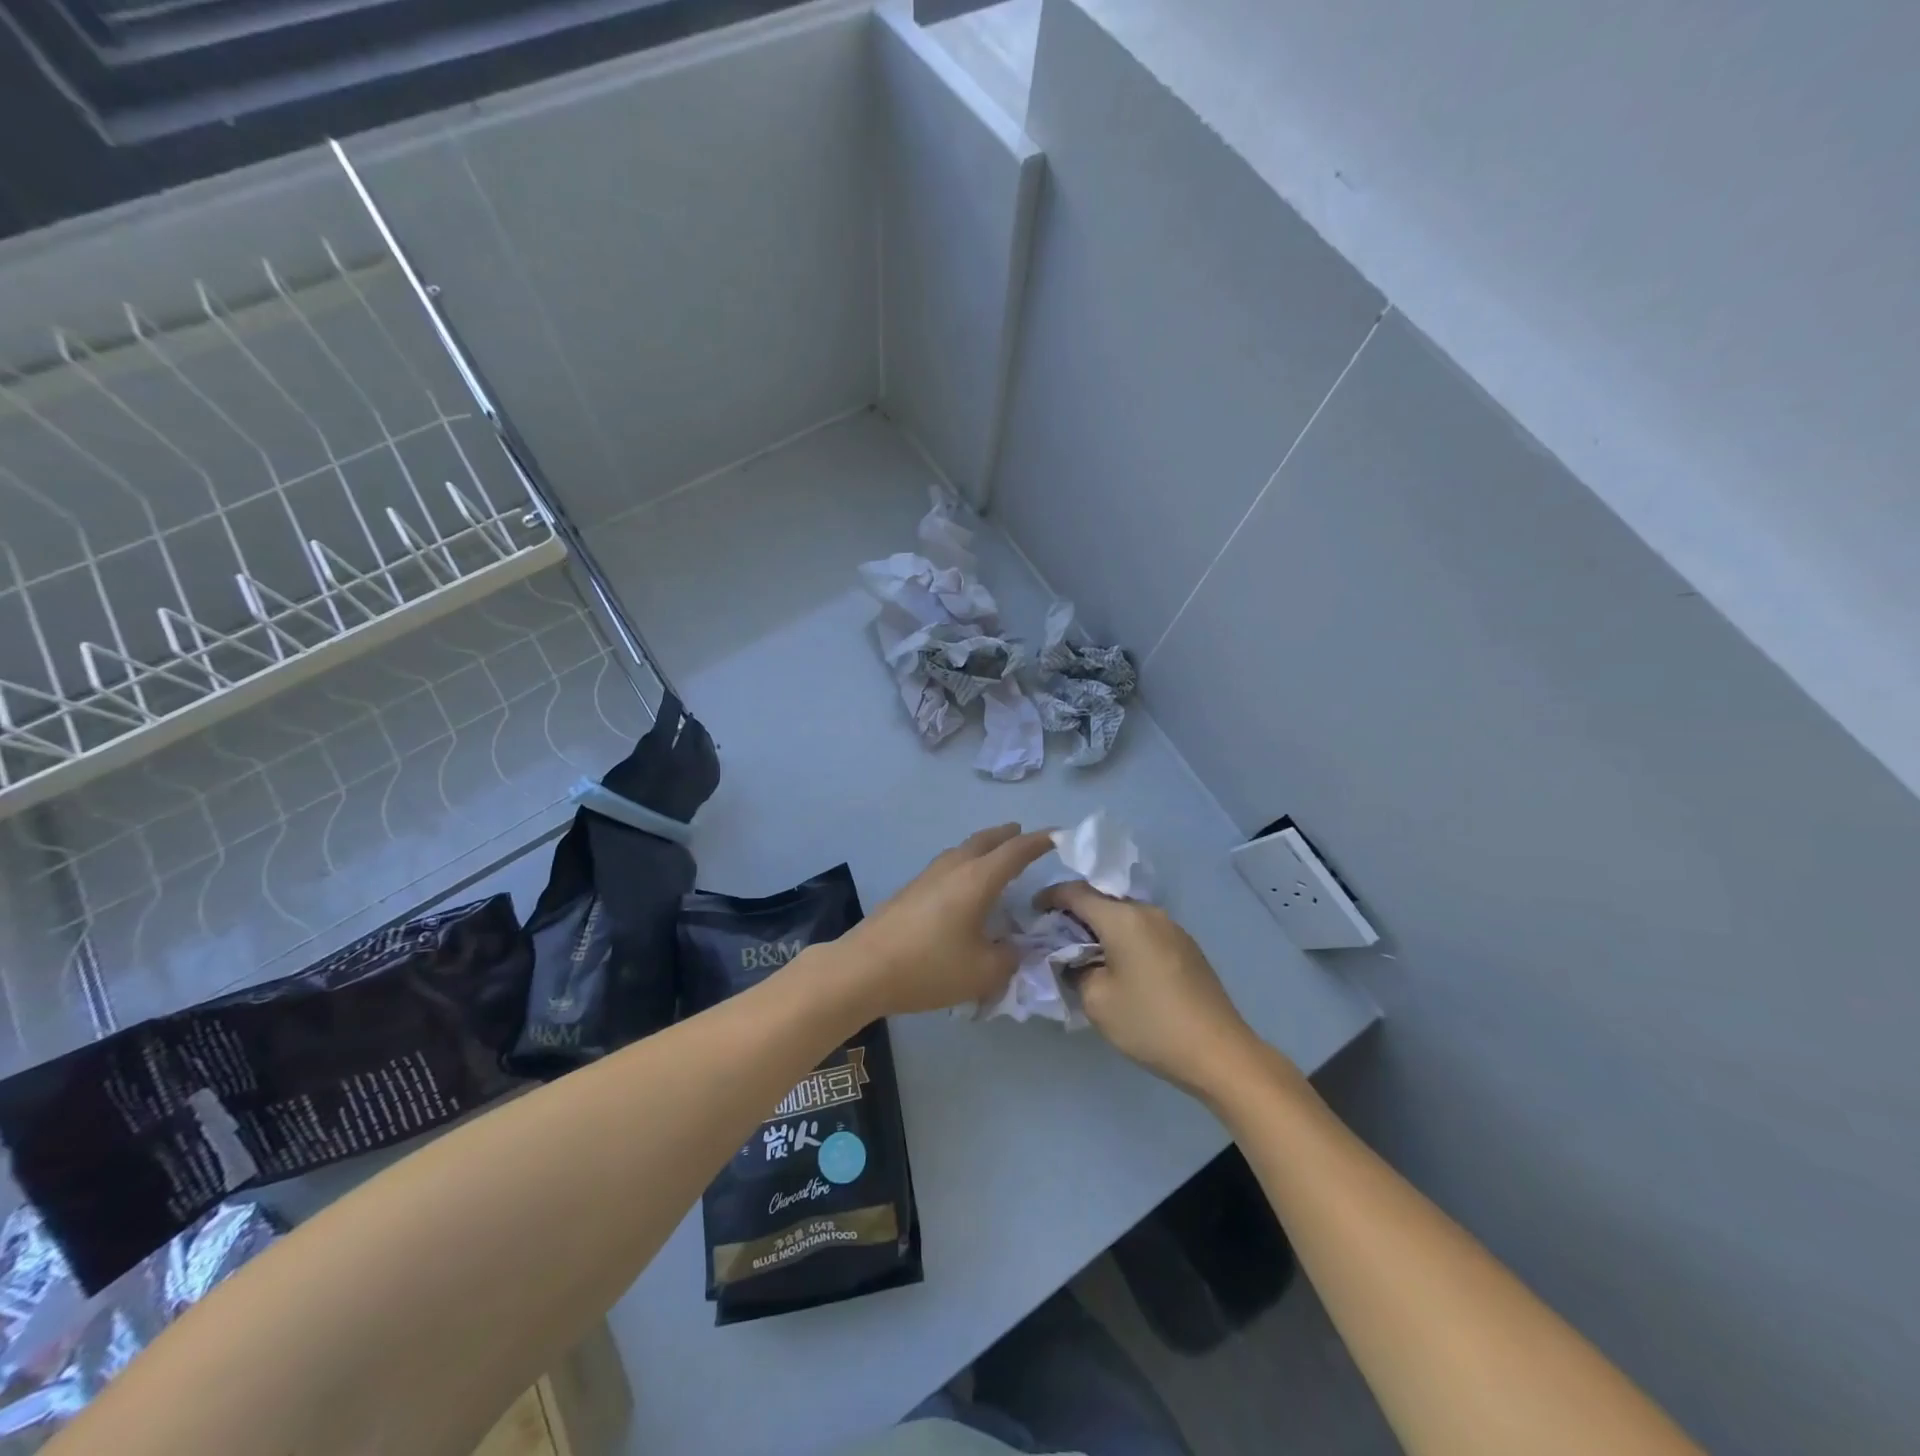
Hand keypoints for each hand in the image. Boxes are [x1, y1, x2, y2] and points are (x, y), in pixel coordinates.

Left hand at [828, 824, 1053, 1019]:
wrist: (863, 969)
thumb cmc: (929, 967)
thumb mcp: (984, 972)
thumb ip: (1010, 957)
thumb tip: (1016, 947)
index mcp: (977, 879)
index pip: (1016, 851)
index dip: (1040, 842)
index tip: (1059, 836)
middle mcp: (954, 868)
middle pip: (986, 840)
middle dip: (1008, 836)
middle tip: (1024, 835)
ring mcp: (928, 876)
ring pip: (963, 850)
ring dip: (984, 847)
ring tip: (995, 856)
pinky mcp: (910, 890)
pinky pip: (948, 865)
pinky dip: (966, 863)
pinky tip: (963, 885)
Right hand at [1036, 883, 1267, 1096]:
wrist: (1219, 1052)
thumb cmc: (1150, 1023)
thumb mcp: (1096, 1000)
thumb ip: (1074, 970)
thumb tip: (1073, 959)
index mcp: (1123, 918)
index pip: (1075, 892)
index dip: (1049, 898)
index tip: (1032, 914)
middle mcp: (1148, 912)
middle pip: (1101, 901)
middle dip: (1074, 915)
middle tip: (1054, 940)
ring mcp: (1172, 928)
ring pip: (1124, 917)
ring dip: (1100, 929)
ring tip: (1084, 956)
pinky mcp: (1186, 947)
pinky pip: (1143, 931)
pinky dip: (1123, 940)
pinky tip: (1118, 968)